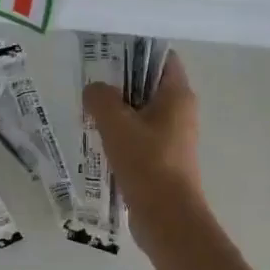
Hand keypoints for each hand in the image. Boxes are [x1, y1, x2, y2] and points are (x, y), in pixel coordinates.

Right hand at [82, 53, 203, 241]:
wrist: (167, 218)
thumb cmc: (146, 163)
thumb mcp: (116, 124)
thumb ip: (100, 98)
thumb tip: (94, 91)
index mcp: (177, 95)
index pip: (162, 58)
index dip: (136, 50)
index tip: (107, 52)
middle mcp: (181, 111)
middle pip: (149, 84)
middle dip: (120, 82)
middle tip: (90, 82)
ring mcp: (173, 137)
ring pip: (142, 112)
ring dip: (117, 110)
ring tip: (88, 110)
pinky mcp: (163, 159)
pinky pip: (140, 135)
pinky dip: (121, 133)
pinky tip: (98, 139)